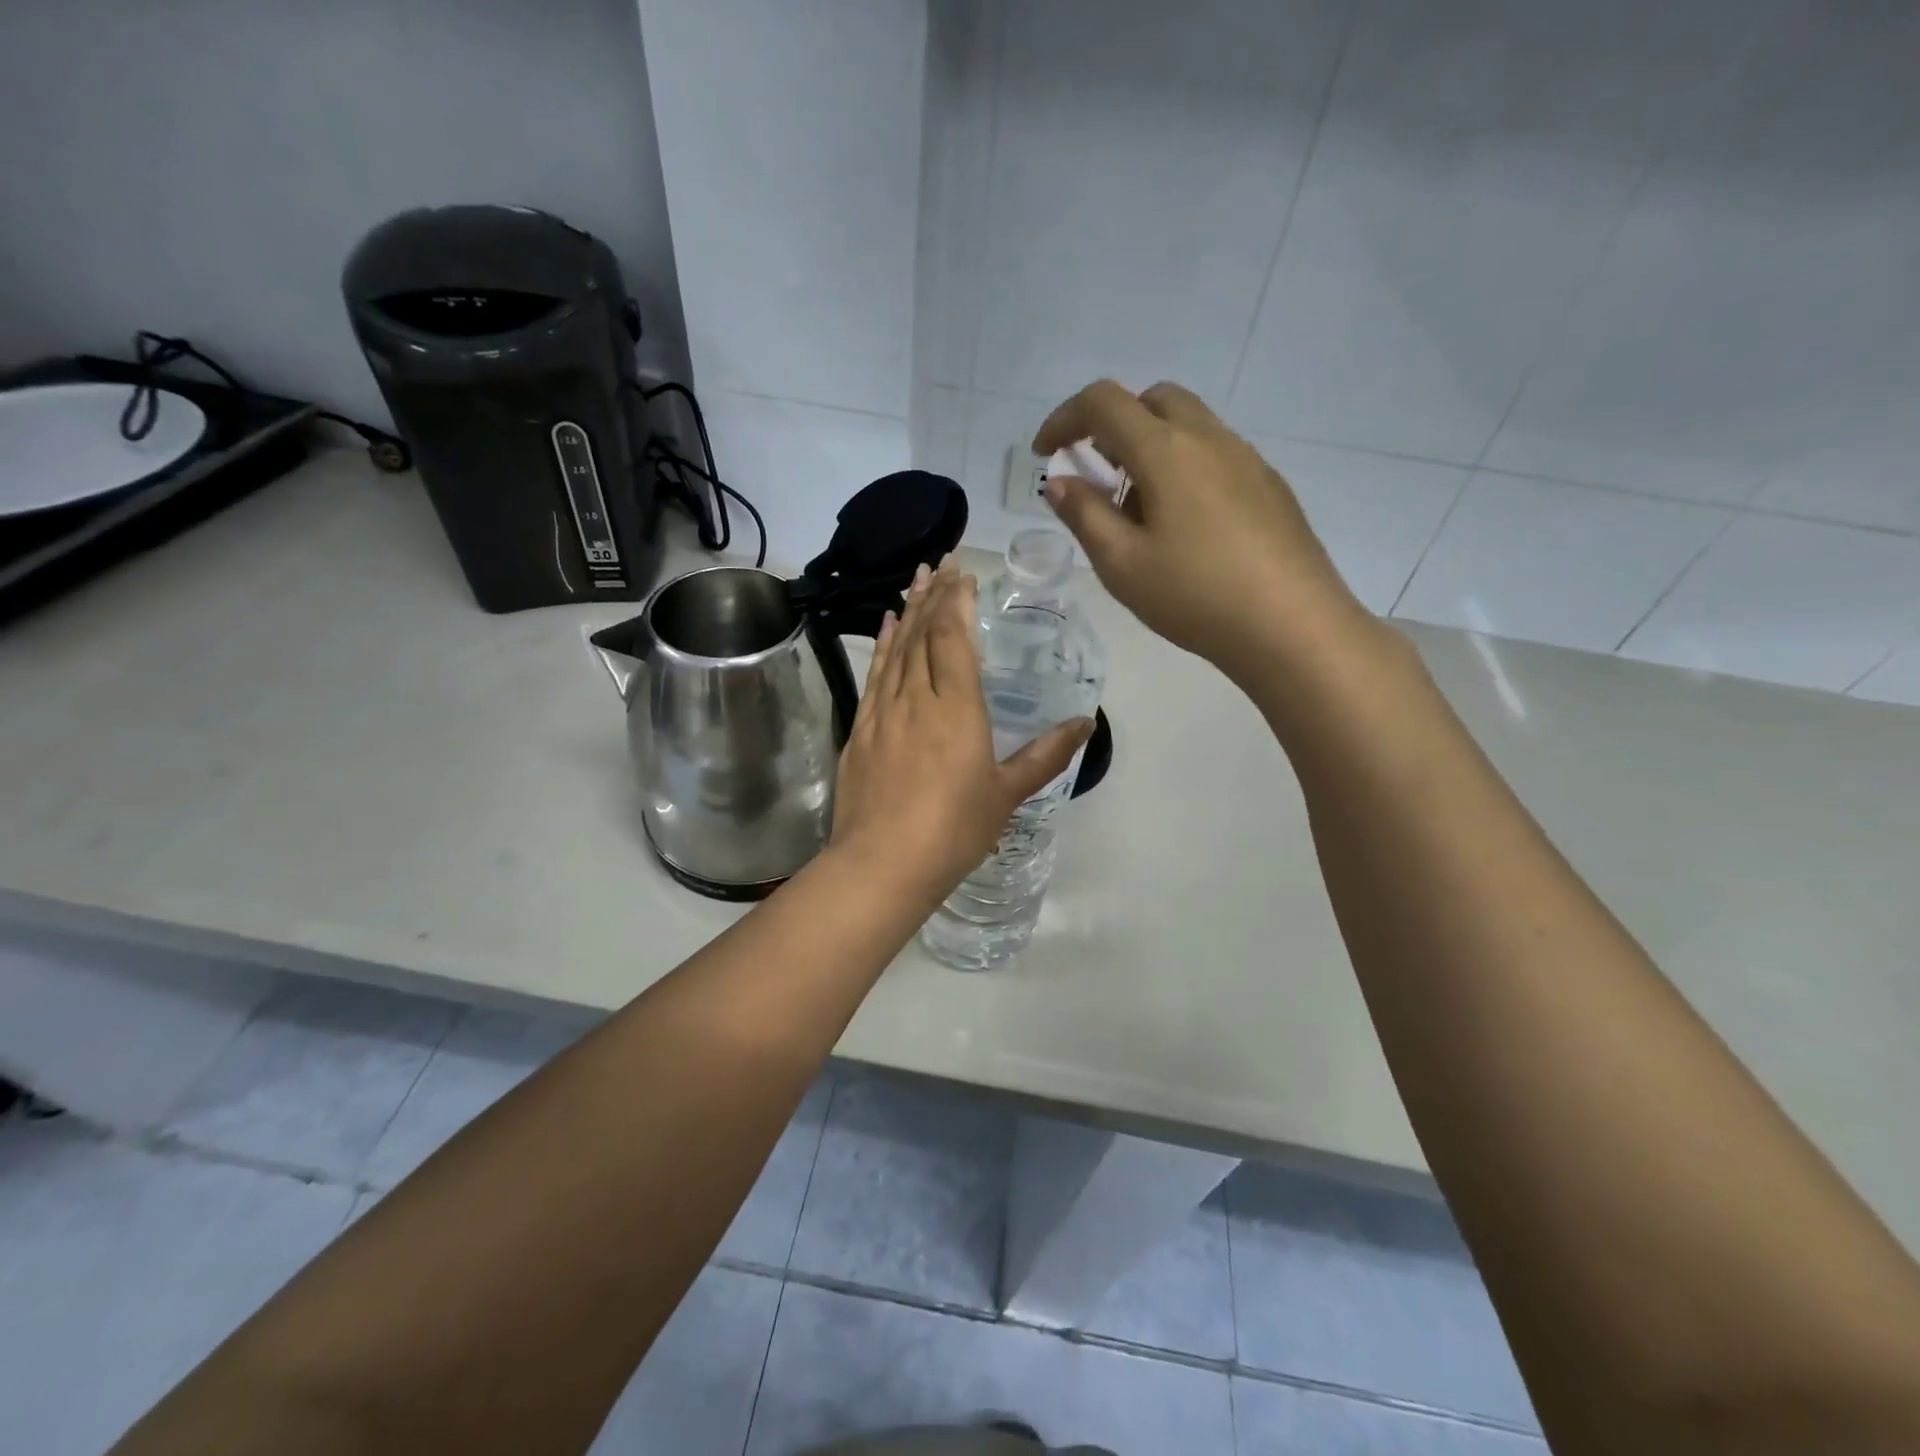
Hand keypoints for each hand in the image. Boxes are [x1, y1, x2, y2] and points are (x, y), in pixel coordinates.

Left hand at [830, 558, 1092, 902]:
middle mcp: (917, 698)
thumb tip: (1085, 724)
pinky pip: (874, 675)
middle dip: (933, 595)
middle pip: (924, 635)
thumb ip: (1046, 755)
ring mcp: (883, 712)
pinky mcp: (861, 730)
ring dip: (908, 612)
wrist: (882, 864)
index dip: (957, 602)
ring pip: (896, 649)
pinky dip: (882, 646)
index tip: (962, 573)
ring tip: (914, 580)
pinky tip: (886, 628)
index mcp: (957, 708)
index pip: (954, 638)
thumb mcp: (1007, 793)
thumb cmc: (954, 830)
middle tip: (938, 562)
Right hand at [1035, 380, 1368, 678]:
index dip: (1064, 418)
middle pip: (1152, 400)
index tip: (1044, 453)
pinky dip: (1184, 467)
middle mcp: (1209, 438)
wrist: (1290, 625)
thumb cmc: (1194, 595)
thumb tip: (1060, 482)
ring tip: (1139, 510)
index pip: (1104, 402)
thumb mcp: (1121, 564)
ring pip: (1188, 426)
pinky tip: (1185, 527)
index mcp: (1166, 450)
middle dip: (1113, 425)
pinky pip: (1216, 454)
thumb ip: (1084, 515)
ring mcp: (1246, 458)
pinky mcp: (1269, 485)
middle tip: (1098, 475)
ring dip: (1151, 448)